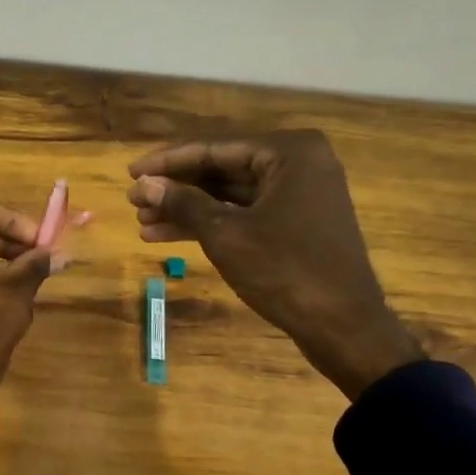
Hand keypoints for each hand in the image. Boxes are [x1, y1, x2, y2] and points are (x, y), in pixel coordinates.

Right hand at [127, 132, 423, 398]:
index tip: (131, 173)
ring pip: (229, 195)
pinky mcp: (295, 224)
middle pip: (221, 169)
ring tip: (143, 224)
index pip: (214, 148)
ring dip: (187, 209)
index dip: (168, 162)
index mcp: (290, 152)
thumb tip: (145, 184)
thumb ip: (183, 203)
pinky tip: (168, 236)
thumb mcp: (226, 234)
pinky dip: (209, 224)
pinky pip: (244, 214)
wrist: (344, 327)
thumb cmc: (286, 271)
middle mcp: (298, 164)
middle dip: (176, 189)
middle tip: (134, 202)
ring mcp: (299, 195)